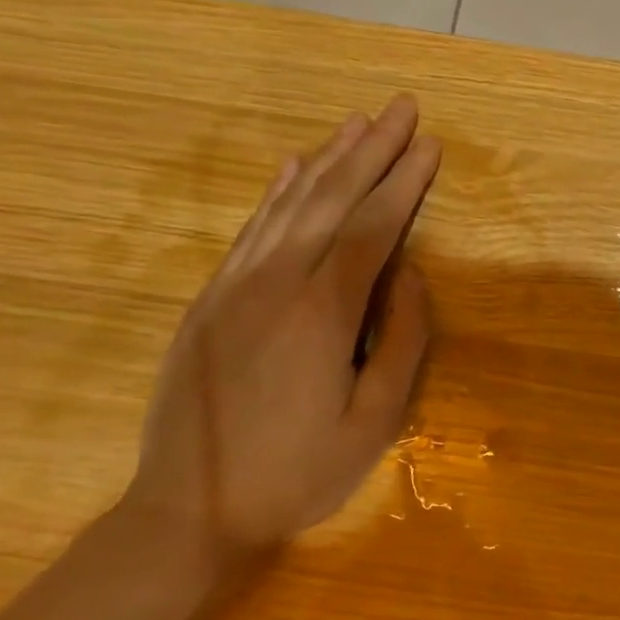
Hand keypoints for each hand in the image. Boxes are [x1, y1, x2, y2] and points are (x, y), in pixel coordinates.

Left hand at [118, 95, 439, 589]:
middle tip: (402, 108)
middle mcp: (276, 282)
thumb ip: (401, 340)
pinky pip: (250, 230)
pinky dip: (276, 192)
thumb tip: (408, 273)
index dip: (404, 183)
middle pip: (332, 200)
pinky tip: (294, 165)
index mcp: (322, 312)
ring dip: (329, 158)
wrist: (190, 511)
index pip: (373, 228)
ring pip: (290, 205)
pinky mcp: (210, 299)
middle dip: (372, 150)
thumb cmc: (297, 473)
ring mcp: (236, 286)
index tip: (430, 145)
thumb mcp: (375, 422)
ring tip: (358, 122)